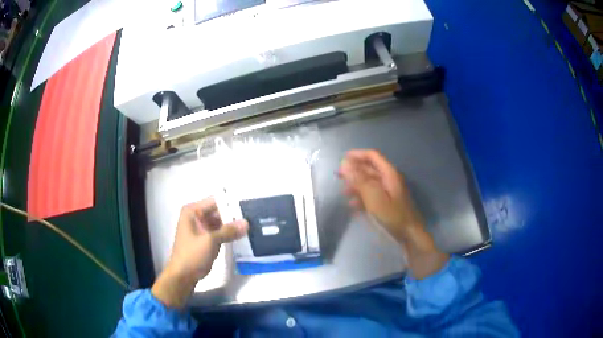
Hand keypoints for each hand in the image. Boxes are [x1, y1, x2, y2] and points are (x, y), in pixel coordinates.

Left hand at [151, 198, 247, 307]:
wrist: (183, 276)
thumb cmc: (192, 255)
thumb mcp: (210, 241)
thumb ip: (228, 231)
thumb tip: (246, 223)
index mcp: (192, 211)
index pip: (215, 201)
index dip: (230, 202)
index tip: (248, 204)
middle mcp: (196, 216)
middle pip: (218, 211)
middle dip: (233, 214)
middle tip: (254, 215)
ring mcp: (201, 228)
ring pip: (220, 222)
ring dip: (233, 225)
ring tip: (252, 224)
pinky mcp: (206, 238)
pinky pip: (219, 232)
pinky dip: (229, 233)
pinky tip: (243, 234)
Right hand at [338, 149, 422, 240]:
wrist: (409, 234)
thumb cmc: (393, 215)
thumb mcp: (374, 197)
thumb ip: (359, 180)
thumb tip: (345, 164)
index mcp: (389, 174)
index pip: (373, 156)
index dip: (357, 155)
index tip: (342, 159)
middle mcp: (389, 179)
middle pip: (370, 169)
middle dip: (354, 170)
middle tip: (338, 175)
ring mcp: (389, 191)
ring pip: (369, 183)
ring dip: (356, 185)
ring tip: (343, 192)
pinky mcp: (387, 203)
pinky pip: (372, 195)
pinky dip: (361, 197)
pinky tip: (352, 205)